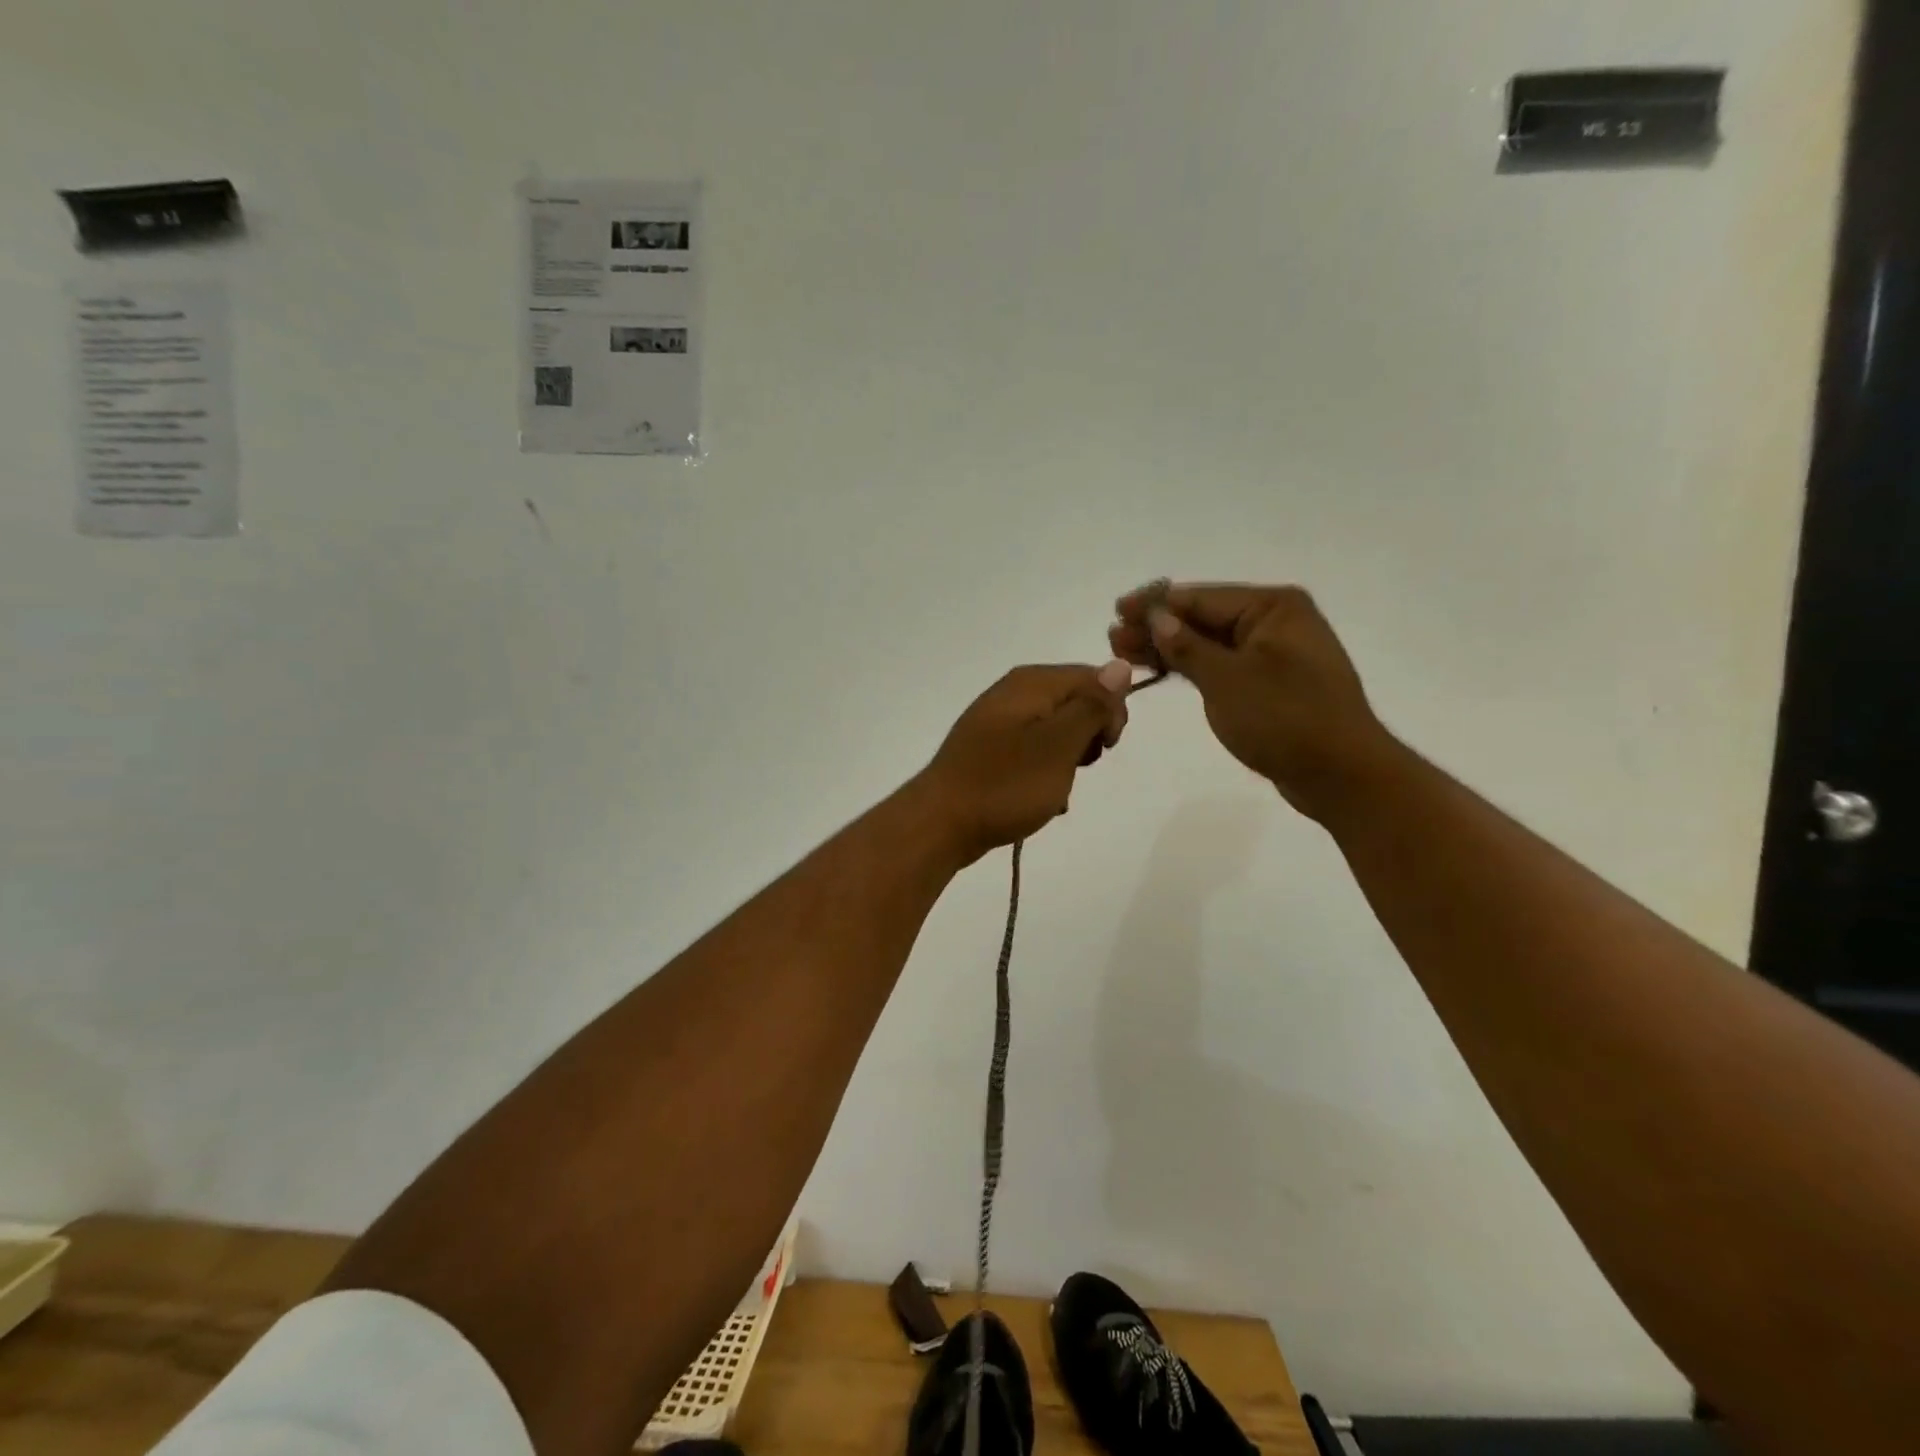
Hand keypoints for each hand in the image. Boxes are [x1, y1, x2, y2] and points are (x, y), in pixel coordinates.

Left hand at [914, 661, 1132, 864]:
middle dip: (1087, 738)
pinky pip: (1032, 754)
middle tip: (1078, 768)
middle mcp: (1013, 693)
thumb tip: (1121, 665)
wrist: (941, 824)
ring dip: (1066, 762)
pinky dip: (1043, 775)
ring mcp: (997, 722)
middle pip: (1074, 703)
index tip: (1105, 747)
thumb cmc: (1006, 783)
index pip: (1093, 677)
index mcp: (1031, 683)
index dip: (1110, 711)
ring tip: (1055, 790)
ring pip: (1055, 733)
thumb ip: (1092, 705)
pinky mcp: (989, 751)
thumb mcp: (1059, 744)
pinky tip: (1039, 800)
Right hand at [1110, 583, 1393, 820]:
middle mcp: (1276, 622)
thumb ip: (1188, 647)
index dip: (1155, 604)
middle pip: (1204, 618)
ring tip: (1125, 652)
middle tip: (1114, 637)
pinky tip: (1162, 670)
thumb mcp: (1228, 680)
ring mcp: (1275, 654)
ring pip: (1210, 643)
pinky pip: (1223, 665)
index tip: (1118, 609)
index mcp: (1273, 608)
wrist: (1341, 774)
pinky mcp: (1271, 683)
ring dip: (1169, 648)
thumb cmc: (1286, 719)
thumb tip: (1157, 619)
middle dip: (1158, 628)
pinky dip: (1192, 668)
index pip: (1201, 598)